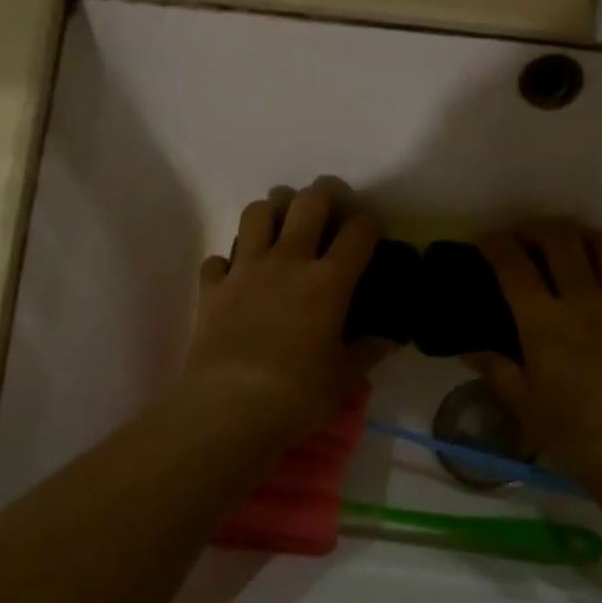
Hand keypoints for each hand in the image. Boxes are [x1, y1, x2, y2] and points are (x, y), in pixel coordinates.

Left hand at [180, 178, 392, 439]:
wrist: (231, 407)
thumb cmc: (299, 394)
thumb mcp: (343, 378)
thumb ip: (367, 353)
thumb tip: (389, 341)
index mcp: (329, 281)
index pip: (358, 233)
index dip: (368, 224)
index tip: (369, 231)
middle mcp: (288, 261)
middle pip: (308, 202)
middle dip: (323, 194)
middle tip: (327, 207)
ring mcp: (245, 269)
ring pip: (257, 213)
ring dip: (271, 213)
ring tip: (278, 228)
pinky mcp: (212, 287)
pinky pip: (217, 259)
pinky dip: (227, 262)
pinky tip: (235, 277)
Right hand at [466, 220, 601, 481]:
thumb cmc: (572, 433)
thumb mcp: (523, 404)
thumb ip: (496, 368)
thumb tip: (471, 350)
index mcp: (544, 323)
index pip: (513, 265)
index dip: (495, 245)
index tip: (485, 241)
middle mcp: (584, 301)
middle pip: (560, 239)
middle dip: (535, 229)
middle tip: (523, 238)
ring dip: (579, 236)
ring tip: (567, 246)